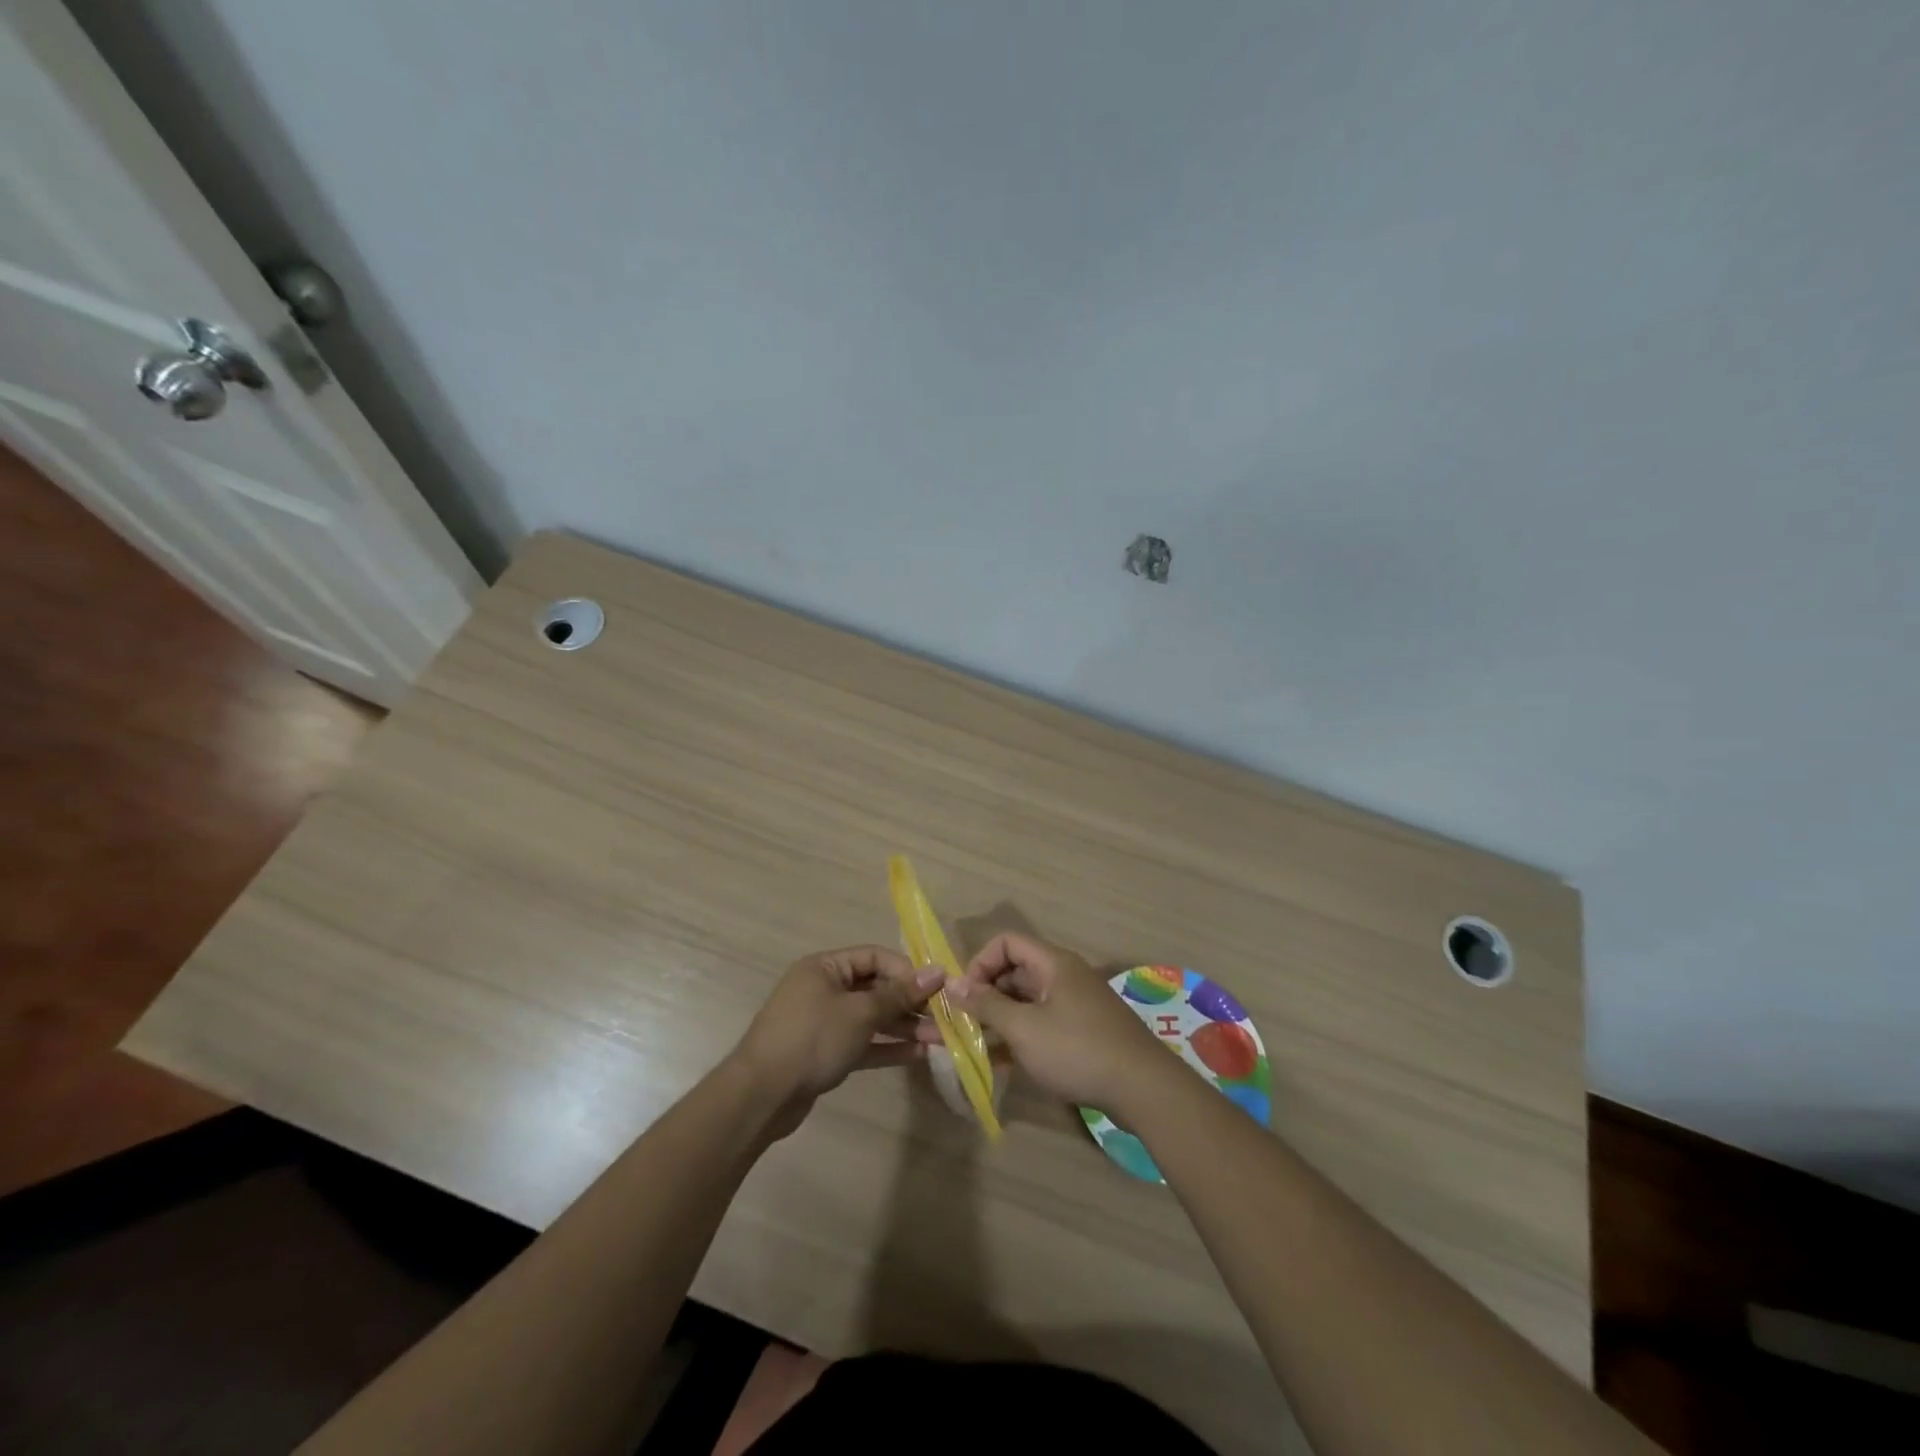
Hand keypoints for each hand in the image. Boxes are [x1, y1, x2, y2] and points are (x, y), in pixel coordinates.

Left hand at [732, 946, 943, 1134]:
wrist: (762, 1095)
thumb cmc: (812, 1038)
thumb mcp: (860, 1012)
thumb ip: (899, 994)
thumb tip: (936, 972)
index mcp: (825, 967)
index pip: (874, 957)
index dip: (907, 970)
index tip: (938, 987)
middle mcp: (823, 989)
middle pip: (875, 988)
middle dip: (910, 1002)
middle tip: (945, 1016)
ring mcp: (823, 1023)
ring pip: (871, 1018)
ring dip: (904, 1027)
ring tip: (941, 1039)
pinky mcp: (825, 1053)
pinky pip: (863, 1043)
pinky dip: (887, 1046)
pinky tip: (918, 1054)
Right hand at [934, 934, 1168, 1116]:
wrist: (1143, 1088)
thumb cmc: (1078, 1050)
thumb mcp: (1024, 1029)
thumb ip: (986, 1005)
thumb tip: (951, 983)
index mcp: (1053, 964)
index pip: (1007, 942)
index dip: (980, 963)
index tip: (965, 996)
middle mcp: (1065, 976)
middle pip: (1016, 971)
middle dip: (986, 994)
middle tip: (963, 1024)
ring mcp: (1076, 1004)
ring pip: (1028, 1001)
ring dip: (1001, 1019)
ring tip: (975, 1046)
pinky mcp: (1084, 1031)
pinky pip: (1043, 1022)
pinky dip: (1021, 1035)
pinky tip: (1002, 1063)